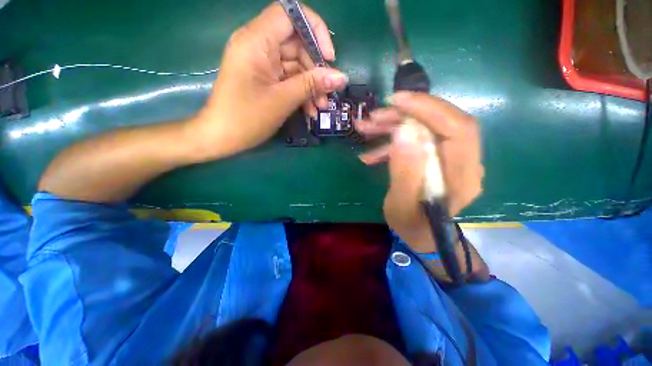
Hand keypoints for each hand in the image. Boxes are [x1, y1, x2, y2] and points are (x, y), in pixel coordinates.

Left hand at [190, 3, 347, 159]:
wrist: (222, 137)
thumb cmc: (247, 118)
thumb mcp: (283, 100)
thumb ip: (312, 85)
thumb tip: (341, 77)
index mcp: (256, 41)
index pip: (290, 14)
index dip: (314, 30)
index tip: (328, 58)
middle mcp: (258, 45)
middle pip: (297, 44)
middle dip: (316, 70)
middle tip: (328, 94)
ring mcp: (261, 63)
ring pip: (295, 65)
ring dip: (311, 86)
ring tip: (320, 108)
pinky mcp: (264, 78)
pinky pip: (288, 79)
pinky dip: (301, 92)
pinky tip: (310, 110)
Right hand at [356, 92, 483, 252]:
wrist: (421, 235)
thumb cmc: (411, 225)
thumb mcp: (402, 205)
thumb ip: (404, 171)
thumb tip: (403, 132)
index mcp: (462, 176)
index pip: (457, 128)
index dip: (428, 108)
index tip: (396, 101)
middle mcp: (463, 162)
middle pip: (441, 122)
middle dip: (406, 114)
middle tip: (375, 116)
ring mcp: (451, 159)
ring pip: (427, 129)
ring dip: (395, 126)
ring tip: (367, 129)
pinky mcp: (438, 159)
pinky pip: (418, 141)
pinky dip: (393, 142)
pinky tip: (371, 153)